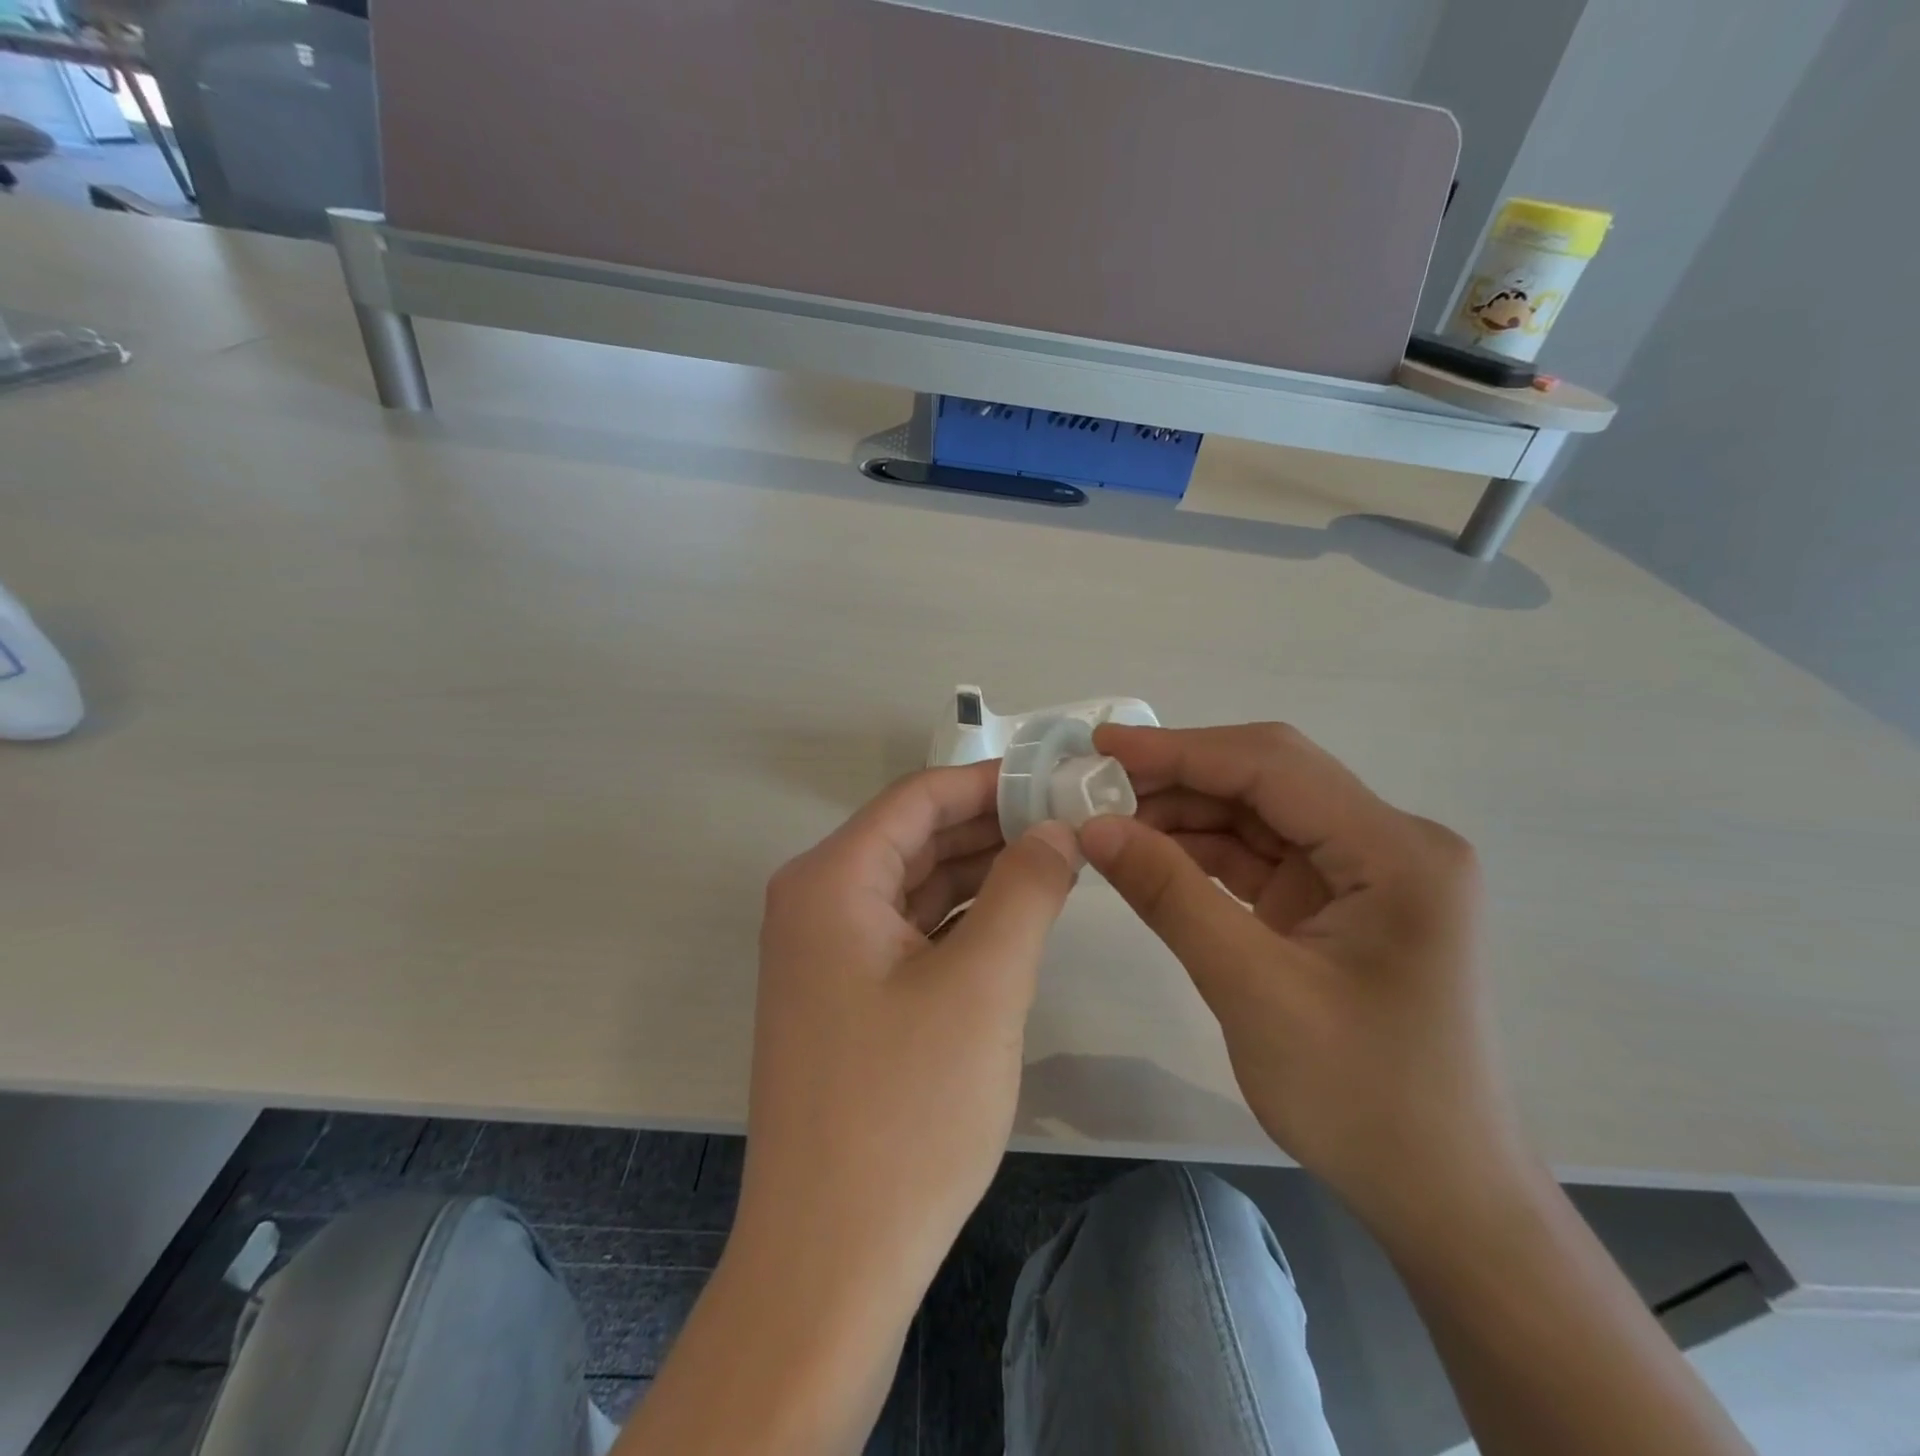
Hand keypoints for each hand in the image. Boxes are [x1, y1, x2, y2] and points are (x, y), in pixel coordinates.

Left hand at [735, 761, 1079, 1320]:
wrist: (829, 1262)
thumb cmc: (905, 1112)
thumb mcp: (983, 985)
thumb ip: (1025, 889)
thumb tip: (1057, 829)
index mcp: (831, 880)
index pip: (919, 798)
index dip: (991, 781)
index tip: (1059, 778)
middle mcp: (817, 903)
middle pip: (915, 837)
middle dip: (993, 825)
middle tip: (1074, 819)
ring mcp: (827, 954)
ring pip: (916, 885)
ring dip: (982, 871)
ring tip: (1060, 858)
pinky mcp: (846, 997)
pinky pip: (910, 931)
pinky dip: (962, 918)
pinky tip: (1018, 916)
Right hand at [1078, 723, 1529, 1239]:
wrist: (1441, 1196)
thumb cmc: (1364, 1100)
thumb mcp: (1253, 990)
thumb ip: (1171, 895)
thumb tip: (1094, 826)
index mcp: (1396, 852)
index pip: (1273, 766)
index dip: (1181, 749)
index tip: (1101, 745)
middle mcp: (1391, 844)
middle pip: (1267, 781)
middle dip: (1178, 778)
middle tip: (1094, 786)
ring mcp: (1365, 872)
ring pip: (1258, 815)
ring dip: (1184, 815)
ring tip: (1109, 822)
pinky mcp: (1339, 902)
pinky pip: (1261, 856)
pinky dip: (1203, 853)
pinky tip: (1149, 856)